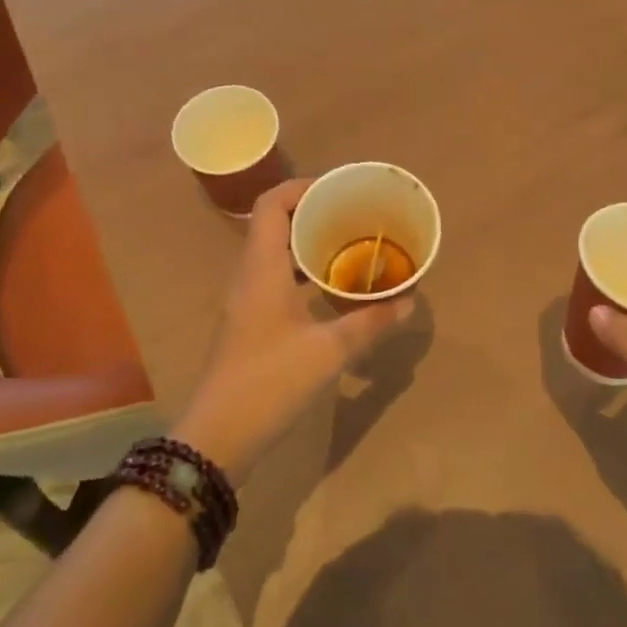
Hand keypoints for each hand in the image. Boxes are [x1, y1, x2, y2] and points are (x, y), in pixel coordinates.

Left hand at [175, 178, 413, 484]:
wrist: (217, 438)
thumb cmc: (269, 383)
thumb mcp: (329, 352)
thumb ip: (370, 322)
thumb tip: (408, 302)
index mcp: (261, 269)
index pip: (271, 204)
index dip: (303, 187)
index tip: (340, 190)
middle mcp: (249, 276)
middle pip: (275, 224)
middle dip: (314, 213)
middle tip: (355, 217)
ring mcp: (246, 301)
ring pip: (276, 254)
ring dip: (309, 245)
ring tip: (350, 247)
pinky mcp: (250, 324)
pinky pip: (276, 280)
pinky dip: (303, 274)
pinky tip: (332, 290)